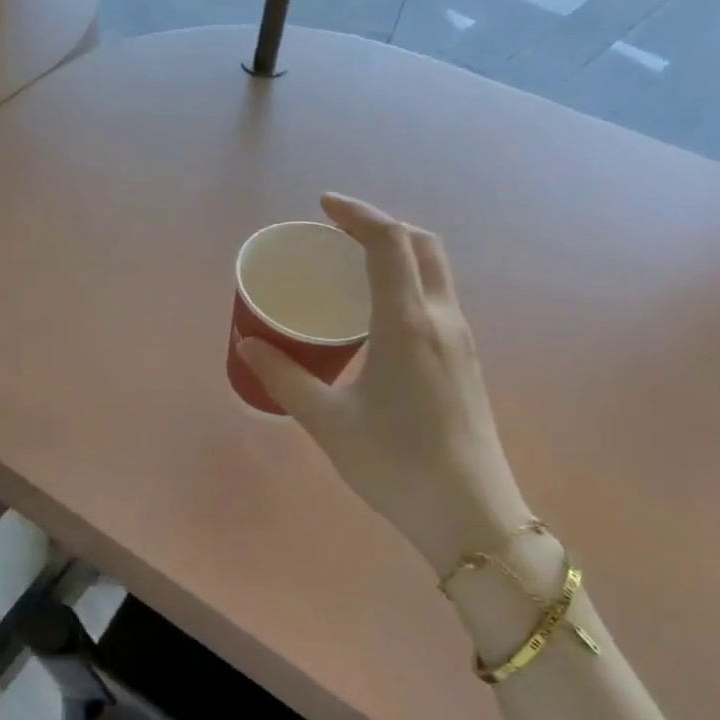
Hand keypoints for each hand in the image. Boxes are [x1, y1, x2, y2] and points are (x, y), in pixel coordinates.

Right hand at [237, 195, 528, 577]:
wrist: (471, 513)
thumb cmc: (395, 463)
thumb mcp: (328, 421)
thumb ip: (285, 377)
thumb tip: (248, 344)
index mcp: (408, 323)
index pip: (389, 242)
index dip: (357, 213)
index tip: (323, 206)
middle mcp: (442, 319)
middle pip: (421, 245)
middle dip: (381, 226)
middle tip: (338, 234)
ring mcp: (461, 340)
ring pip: (435, 271)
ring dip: (398, 253)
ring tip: (353, 269)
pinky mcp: (466, 362)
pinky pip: (437, 299)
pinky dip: (408, 283)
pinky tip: (378, 315)